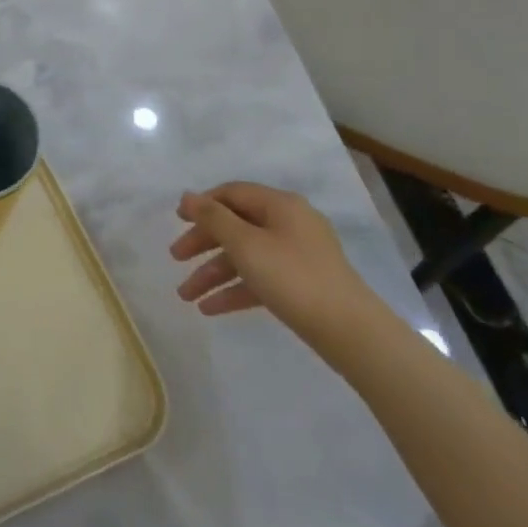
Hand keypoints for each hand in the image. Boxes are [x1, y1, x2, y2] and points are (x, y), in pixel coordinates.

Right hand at [169, 182, 377, 347]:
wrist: (352, 333)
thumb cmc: (293, 278)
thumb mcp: (245, 244)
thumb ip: (213, 218)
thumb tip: (188, 196)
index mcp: (280, 205)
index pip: (232, 193)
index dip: (202, 204)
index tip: (177, 220)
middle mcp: (289, 224)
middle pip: (236, 225)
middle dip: (203, 243)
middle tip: (175, 258)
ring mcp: (297, 256)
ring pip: (245, 256)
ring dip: (214, 273)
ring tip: (186, 296)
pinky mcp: (301, 286)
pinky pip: (260, 279)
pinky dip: (236, 290)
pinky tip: (210, 309)